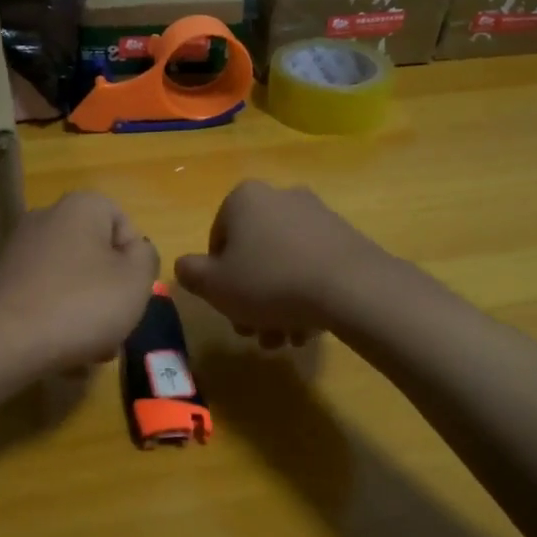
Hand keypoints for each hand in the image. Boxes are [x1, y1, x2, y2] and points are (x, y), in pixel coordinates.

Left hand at [0, 191, 159, 374]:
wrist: (6, 342)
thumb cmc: (82, 304)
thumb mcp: (137, 281)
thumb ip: (146, 257)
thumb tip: (135, 252)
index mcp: (81, 206)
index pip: (124, 224)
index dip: (135, 261)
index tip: (131, 292)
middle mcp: (47, 217)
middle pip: (97, 254)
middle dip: (111, 291)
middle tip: (116, 326)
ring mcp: (21, 249)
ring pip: (73, 278)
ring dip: (88, 311)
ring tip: (93, 349)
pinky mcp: (4, 281)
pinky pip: (46, 295)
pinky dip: (59, 317)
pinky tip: (65, 351)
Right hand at [174, 181, 382, 346]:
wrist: (350, 288)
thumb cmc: (269, 282)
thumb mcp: (214, 285)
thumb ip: (190, 273)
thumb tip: (186, 267)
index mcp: (244, 198)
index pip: (217, 241)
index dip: (217, 279)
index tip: (228, 307)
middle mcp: (280, 197)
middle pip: (253, 254)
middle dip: (250, 298)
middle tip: (255, 332)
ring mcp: (317, 215)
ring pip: (283, 265)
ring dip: (276, 304)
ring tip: (285, 339)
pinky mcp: (345, 236)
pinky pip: (312, 266)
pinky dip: (305, 294)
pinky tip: (308, 328)